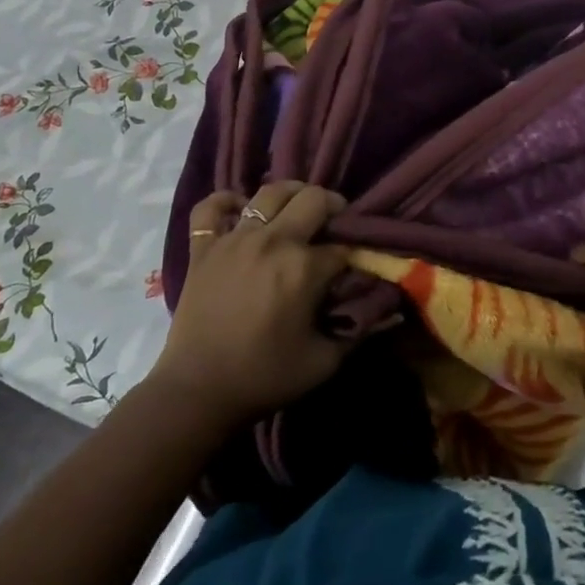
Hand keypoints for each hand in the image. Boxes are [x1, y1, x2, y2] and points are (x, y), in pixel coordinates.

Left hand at [149, 182, 355, 431]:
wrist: (198, 391)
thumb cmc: (265, 377)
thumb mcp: (324, 361)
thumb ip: (358, 330)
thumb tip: (386, 309)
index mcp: (304, 267)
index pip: (342, 247)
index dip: (354, 255)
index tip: (354, 267)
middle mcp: (272, 241)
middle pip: (313, 200)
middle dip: (332, 208)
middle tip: (334, 224)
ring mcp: (234, 239)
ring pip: (269, 193)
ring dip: (291, 195)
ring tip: (297, 208)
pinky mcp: (203, 247)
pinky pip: (210, 208)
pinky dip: (225, 201)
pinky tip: (238, 209)